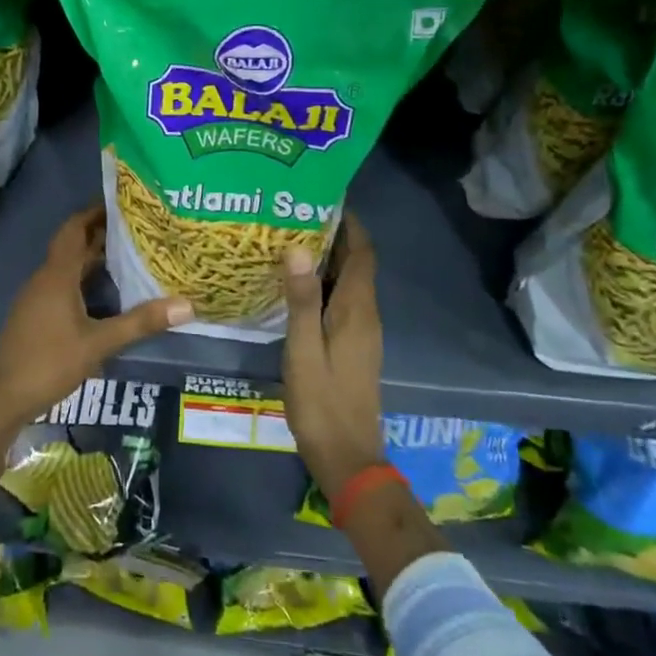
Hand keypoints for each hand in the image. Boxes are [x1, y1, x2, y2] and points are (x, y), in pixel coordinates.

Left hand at [0, 206, 190, 429]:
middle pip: (72, 244)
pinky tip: (104, 291)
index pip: (75, 229)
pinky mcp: (36, 313)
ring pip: (67, 265)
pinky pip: (62, 283)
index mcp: (57, 275)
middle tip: (134, 226)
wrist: (3, 395)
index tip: (121, 201)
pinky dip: (83, 277)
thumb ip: (140, 322)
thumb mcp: (99, 343)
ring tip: (126, 252)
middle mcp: (45, 278)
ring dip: (92, 256)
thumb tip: (186, 305)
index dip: (94, 212)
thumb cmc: (49, 362)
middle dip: (99, 232)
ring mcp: (37, 296)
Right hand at [283, 212, 384, 504]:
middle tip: (296, 214)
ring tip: (290, 240)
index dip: (350, 224)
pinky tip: (295, 286)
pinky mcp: (352, 347)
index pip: (362, 253)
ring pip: (349, 283)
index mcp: (358, 310)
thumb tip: (296, 248)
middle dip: (334, 236)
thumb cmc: (322, 401)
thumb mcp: (304, 349)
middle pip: (357, 264)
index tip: (325, 198)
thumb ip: (300, 300)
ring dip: (328, 259)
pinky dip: (324, 284)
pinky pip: (341, 301)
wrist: (347, 457)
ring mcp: (361, 333)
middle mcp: (366, 315)